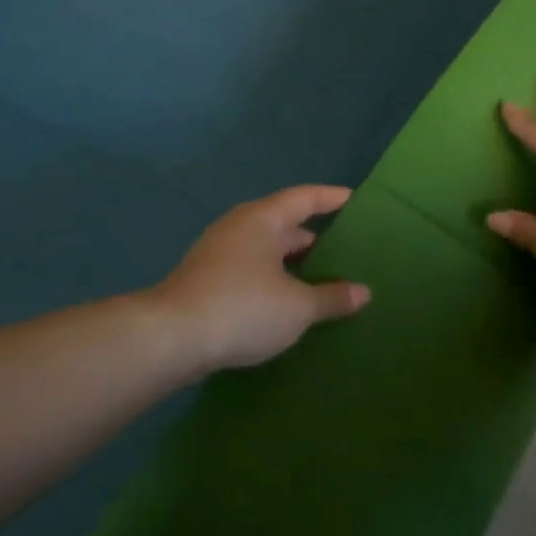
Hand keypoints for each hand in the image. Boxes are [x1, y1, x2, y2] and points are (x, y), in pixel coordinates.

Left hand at [153, 185, 371, 372]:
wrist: (173, 337)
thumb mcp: (297, 307)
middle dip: (313, 236)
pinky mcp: (207, 281)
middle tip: (345, 250)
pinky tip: (287, 302)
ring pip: (265, 251)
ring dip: (292, 263)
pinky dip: (273, 280)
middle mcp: (238, 228)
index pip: (303, 198)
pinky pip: (251, 271)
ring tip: (322, 279)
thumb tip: (363, 292)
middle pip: (283, 224)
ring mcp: (218, 254)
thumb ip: (332, 297)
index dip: (330, 198)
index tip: (353, 199)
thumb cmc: (243, 308)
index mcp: (262, 220)